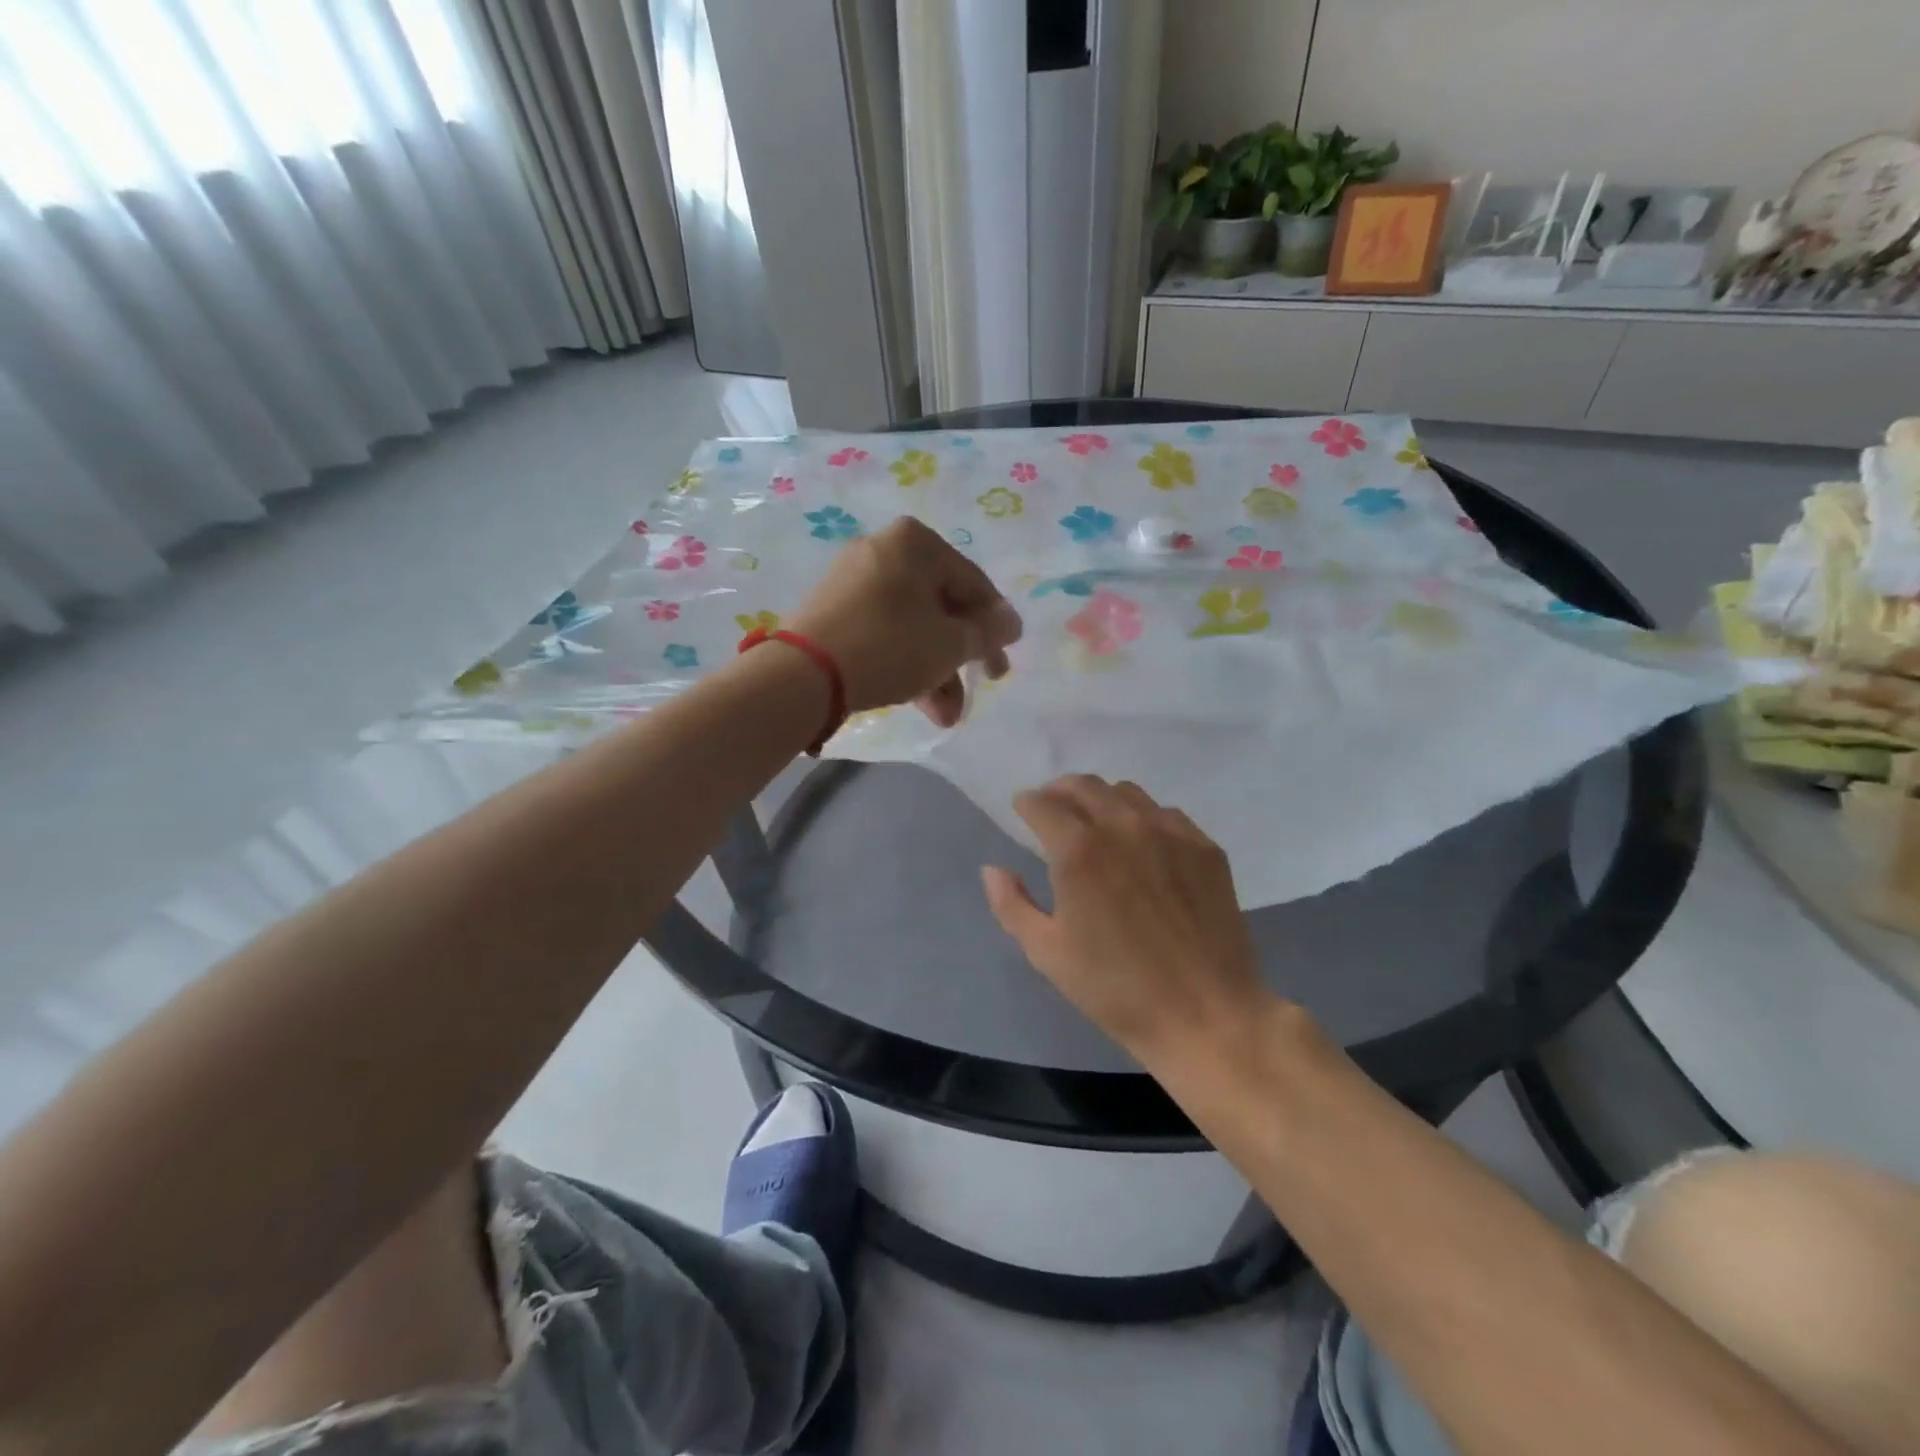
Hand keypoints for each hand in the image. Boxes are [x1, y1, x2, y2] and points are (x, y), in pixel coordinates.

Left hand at [788, 517, 1022, 726]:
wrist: (803, 674)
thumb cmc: (889, 645)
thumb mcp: (950, 642)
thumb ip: (987, 632)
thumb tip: (1011, 622)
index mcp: (915, 543)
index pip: (973, 583)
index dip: (996, 623)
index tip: (1006, 656)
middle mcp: (884, 550)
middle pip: (942, 606)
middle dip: (962, 655)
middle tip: (984, 684)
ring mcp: (855, 580)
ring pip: (913, 625)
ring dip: (936, 671)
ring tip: (947, 716)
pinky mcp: (835, 611)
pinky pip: (885, 632)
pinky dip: (906, 662)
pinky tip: (920, 704)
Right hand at [981, 776, 1273, 1069]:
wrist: (1205, 1015)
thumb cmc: (1115, 988)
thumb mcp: (1047, 953)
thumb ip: (1012, 904)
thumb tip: (993, 869)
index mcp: (1078, 850)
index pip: (1043, 803)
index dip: (1026, 804)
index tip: (1022, 811)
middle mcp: (1123, 826)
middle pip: (1083, 785)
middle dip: (1059, 792)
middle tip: (1053, 811)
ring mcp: (1170, 832)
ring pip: (1125, 793)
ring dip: (1100, 799)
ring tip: (1096, 823)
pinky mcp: (1205, 847)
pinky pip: (1165, 813)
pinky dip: (1142, 817)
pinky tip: (1142, 844)